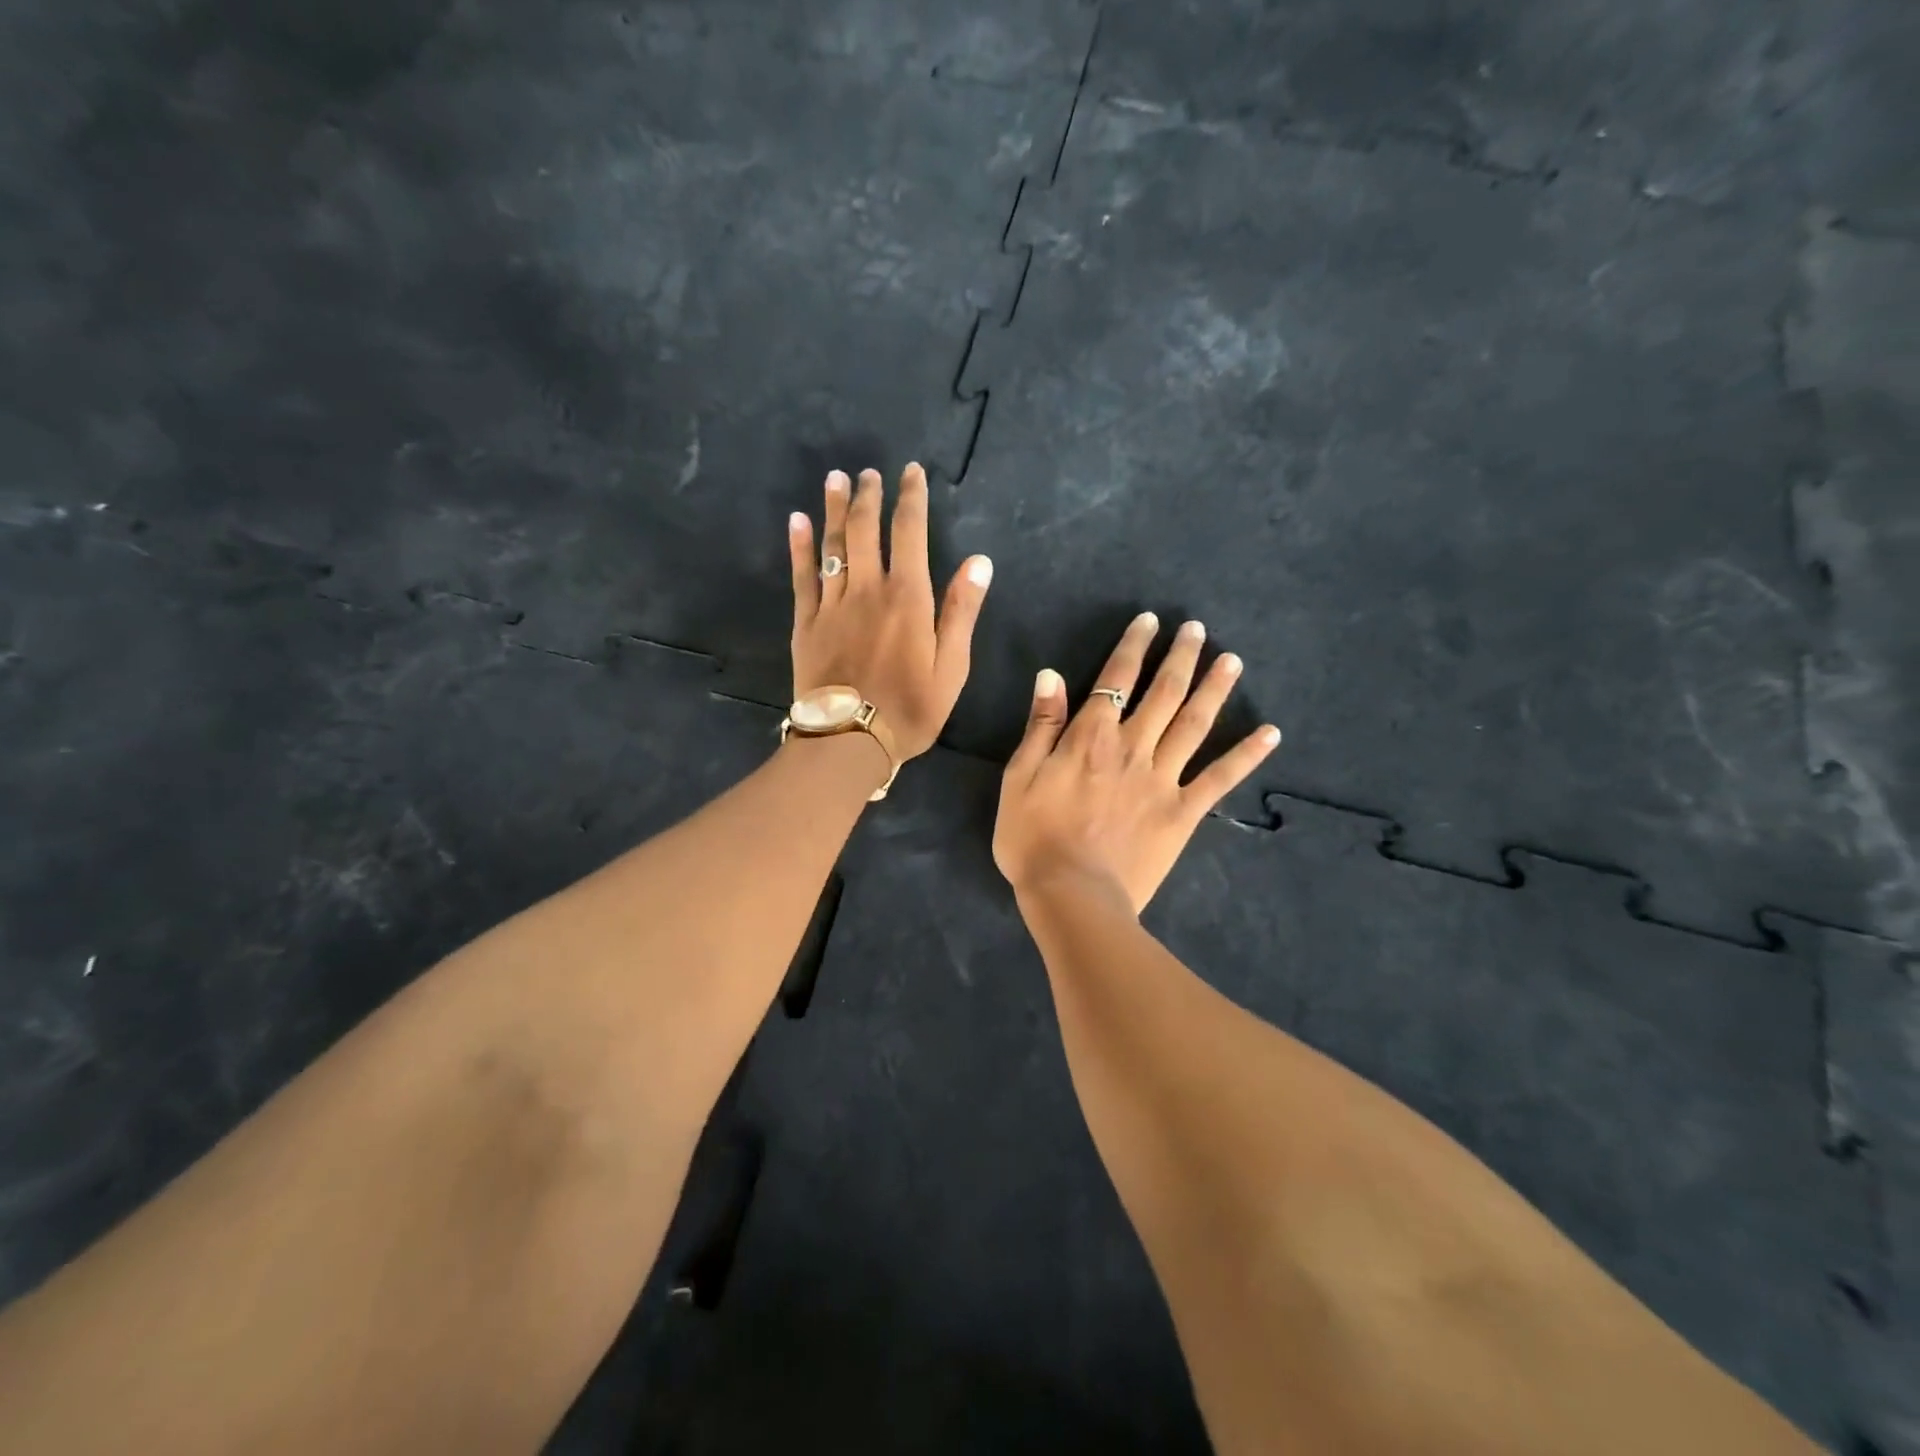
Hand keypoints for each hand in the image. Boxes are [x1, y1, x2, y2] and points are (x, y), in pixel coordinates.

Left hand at [789, 464, 992, 761]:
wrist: (850, 741)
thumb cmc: (911, 709)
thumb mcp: (952, 667)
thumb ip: (961, 612)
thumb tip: (978, 561)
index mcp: (907, 597)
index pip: (909, 532)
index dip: (911, 498)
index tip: (911, 472)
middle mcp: (868, 590)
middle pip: (865, 530)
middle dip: (868, 496)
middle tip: (868, 473)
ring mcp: (832, 605)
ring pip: (832, 546)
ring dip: (833, 509)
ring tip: (835, 479)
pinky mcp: (806, 624)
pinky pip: (802, 577)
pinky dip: (799, 547)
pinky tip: (797, 521)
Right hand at [994, 613, 1280, 913]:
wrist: (1071, 893)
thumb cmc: (1033, 837)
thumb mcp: (1019, 777)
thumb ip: (1041, 726)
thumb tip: (1051, 676)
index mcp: (1090, 738)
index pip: (1116, 680)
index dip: (1133, 647)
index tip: (1150, 621)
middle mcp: (1132, 748)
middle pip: (1163, 693)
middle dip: (1180, 657)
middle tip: (1198, 629)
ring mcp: (1162, 779)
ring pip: (1194, 724)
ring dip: (1214, 689)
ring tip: (1232, 660)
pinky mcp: (1183, 812)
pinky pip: (1219, 778)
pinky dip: (1246, 755)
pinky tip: (1270, 733)